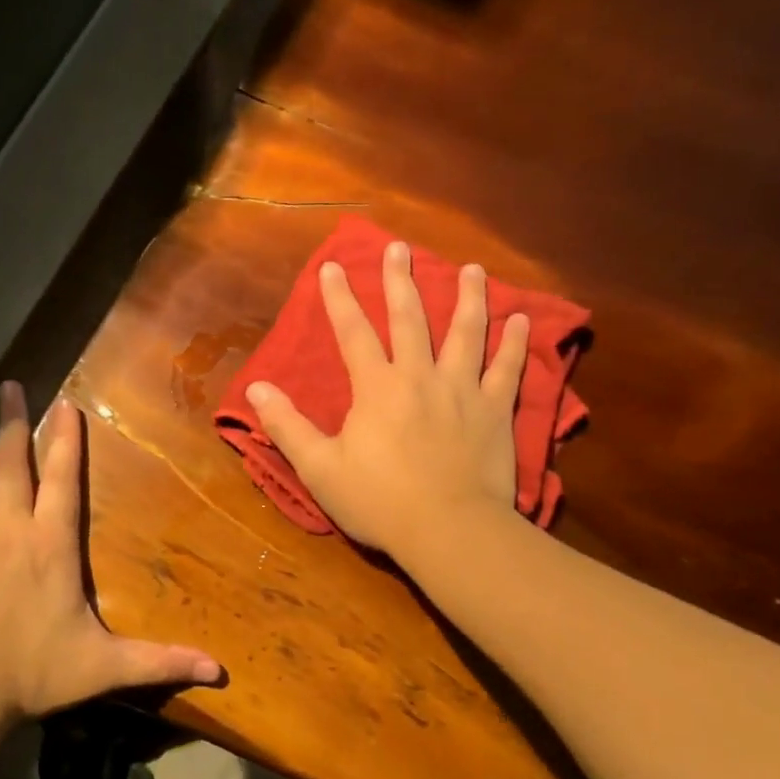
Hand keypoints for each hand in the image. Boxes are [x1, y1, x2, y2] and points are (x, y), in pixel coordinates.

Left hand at [0, 382, 222, 721]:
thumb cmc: (31, 674)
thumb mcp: (104, 667)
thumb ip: (160, 662)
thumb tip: (220, 671)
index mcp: (51, 545)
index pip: (62, 480)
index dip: (65, 441)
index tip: (65, 403)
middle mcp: (9, 530)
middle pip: (10, 465)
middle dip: (12, 423)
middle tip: (9, 386)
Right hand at [247, 241, 529, 559]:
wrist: (448, 530)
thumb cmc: (378, 501)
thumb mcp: (320, 468)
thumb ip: (288, 426)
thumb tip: (257, 389)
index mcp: (376, 388)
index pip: (353, 333)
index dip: (340, 298)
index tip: (332, 266)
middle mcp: (420, 376)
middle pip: (410, 319)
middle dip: (401, 281)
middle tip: (399, 247)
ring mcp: (462, 390)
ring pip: (466, 332)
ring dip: (469, 298)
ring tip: (472, 270)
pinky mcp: (495, 411)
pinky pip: (507, 369)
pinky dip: (516, 343)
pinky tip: (522, 320)